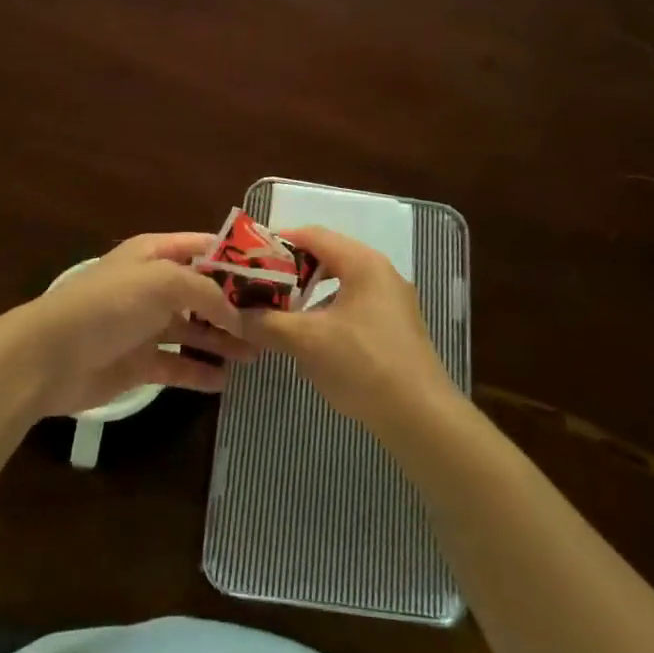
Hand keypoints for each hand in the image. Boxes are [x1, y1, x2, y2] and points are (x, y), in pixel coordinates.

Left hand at [20, 232, 254, 416]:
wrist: (50, 356)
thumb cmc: (108, 305)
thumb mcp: (162, 282)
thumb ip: (206, 293)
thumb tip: (237, 314)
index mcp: (155, 254)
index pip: (205, 248)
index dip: (237, 258)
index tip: (274, 273)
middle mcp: (154, 286)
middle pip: (203, 291)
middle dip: (235, 305)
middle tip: (272, 322)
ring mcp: (147, 325)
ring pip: (195, 330)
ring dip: (223, 340)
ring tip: (256, 354)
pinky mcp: (140, 363)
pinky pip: (178, 365)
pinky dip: (200, 371)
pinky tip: (224, 381)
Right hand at [245, 226, 453, 429]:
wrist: (421, 417)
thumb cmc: (363, 365)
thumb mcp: (307, 341)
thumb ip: (267, 323)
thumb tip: (233, 315)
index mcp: (363, 262)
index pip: (313, 235)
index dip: (278, 242)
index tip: (248, 257)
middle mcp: (381, 273)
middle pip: (328, 257)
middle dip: (291, 270)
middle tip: (260, 285)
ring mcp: (392, 301)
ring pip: (341, 284)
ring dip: (309, 294)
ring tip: (280, 312)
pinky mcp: (396, 328)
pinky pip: (354, 306)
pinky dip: (328, 312)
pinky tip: (312, 339)